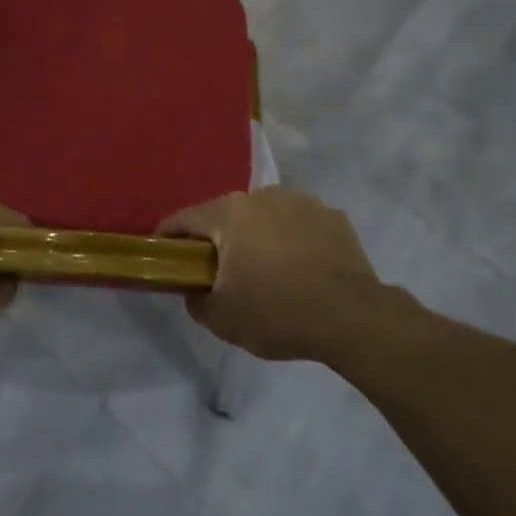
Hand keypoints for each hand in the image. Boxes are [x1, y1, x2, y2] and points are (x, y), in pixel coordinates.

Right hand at [160, 187, 381, 361]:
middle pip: (227, 215)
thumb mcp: (223, 319)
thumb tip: (194, 291)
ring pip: (266, 217)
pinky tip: (302, 269)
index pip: (184, 219)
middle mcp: (262, 196)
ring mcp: (302, 201)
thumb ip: (196, 301)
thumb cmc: (278, 312)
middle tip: (220, 271)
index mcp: (229, 213)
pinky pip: (300, 225)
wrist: (353, 317)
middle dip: (219, 239)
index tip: (163, 254)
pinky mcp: (333, 217)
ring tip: (268, 271)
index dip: (168, 237)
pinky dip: (294, 241)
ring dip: (259, 237)